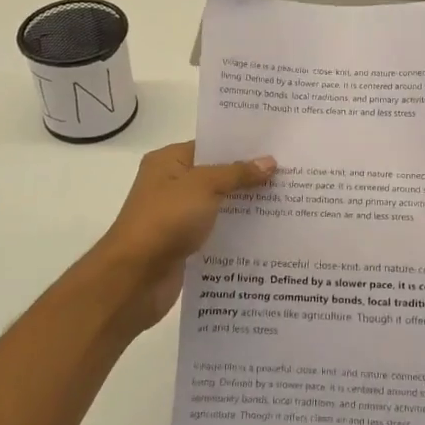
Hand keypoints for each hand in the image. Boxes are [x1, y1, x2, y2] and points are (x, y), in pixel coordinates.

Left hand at [93, 141, 275, 336]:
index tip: (277, 146)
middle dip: (250, 176)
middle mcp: (171, 185)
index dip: (242, 146)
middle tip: (291, 173)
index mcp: (169, 162)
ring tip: (287, 201)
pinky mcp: (185, 245)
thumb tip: (269, 161)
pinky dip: (237, 231)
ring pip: (219, 205)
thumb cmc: (165, 220)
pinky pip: (217, 231)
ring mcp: (178, 217)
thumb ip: (237, 173)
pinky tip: (268, 233)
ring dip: (246, 206)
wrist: (133, 279)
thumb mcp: (204, 186)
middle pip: (217, 175)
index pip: (210, 145)